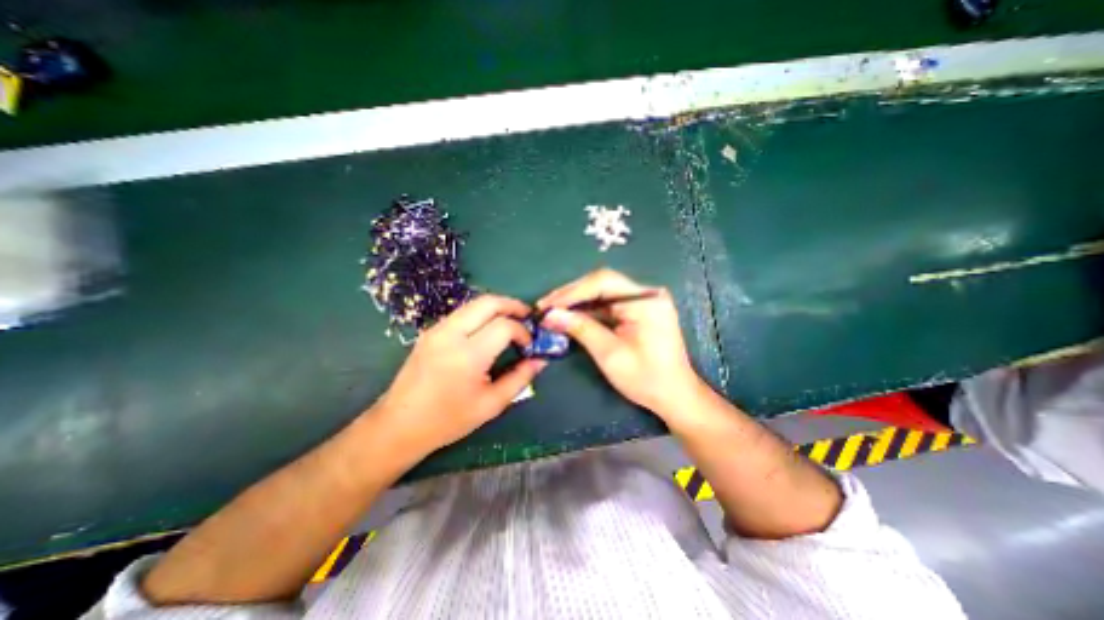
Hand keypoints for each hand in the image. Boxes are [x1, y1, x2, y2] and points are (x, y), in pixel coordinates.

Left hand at [372, 292, 544, 456]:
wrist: (399, 425)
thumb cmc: (448, 420)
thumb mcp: (491, 404)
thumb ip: (520, 378)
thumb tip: (540, 360)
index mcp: (467, 356)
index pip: (504, 326)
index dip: (523, 331)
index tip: (529, 345)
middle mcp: (451, 334)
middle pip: (488, 302)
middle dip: (513, 305)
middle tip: (528, 317)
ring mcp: (437, 329)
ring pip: (474, 303)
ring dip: (497, 307)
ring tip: (512, 321)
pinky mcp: (431, 331)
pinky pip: (463, 312)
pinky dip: (482, 313)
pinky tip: (489, 329)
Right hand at [540, 267, 702, 415]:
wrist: (675, 395)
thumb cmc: (646, 378)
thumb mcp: (609, 354)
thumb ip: (580, 328)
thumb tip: (549, 314)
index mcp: (645, 300)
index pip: (602, 282)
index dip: (571, 292)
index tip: (547, 305)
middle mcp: (646, 293)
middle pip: (602, 283)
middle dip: (571, 295)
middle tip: (545, 306)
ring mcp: (643, 301)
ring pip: (602, 293)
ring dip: (577, 302)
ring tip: (552, 311)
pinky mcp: (638, 310)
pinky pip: (608, 304)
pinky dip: (588, 310)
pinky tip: (570, 316)